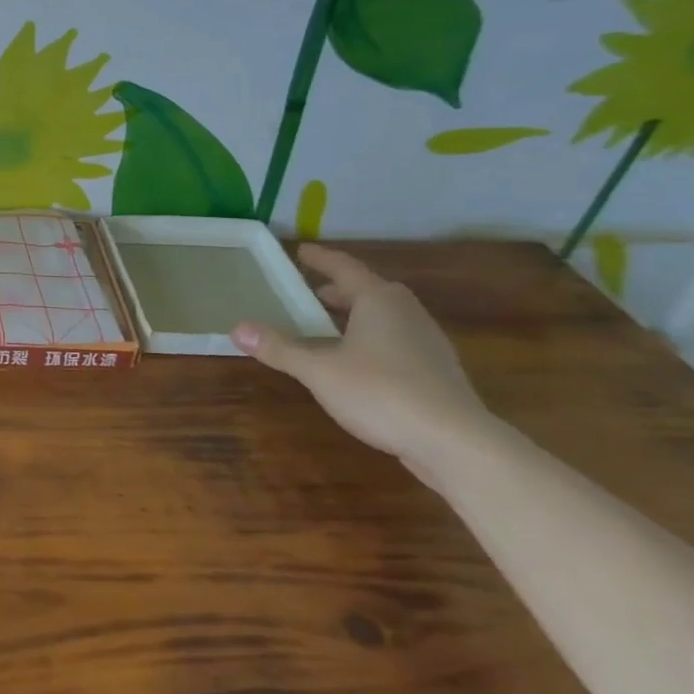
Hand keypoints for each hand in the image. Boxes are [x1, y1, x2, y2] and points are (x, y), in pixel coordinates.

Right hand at [232, 245, 494, 476]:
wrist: (456, 443)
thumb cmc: (382, 392)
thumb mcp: (319, 371)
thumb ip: (279, 348)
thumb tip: (236, 328)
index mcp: (378, 301)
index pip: (344, 268)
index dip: (320, 259)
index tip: (300, 251)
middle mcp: (406, 313)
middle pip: (368, 290)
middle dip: (337, 290)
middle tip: (308, 294)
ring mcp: (427, 342)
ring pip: (385, 317)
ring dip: (355, 315)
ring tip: (328, 328)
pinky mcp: (436, 371)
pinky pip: (396, 340)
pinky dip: (371, 339)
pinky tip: (358, 362)